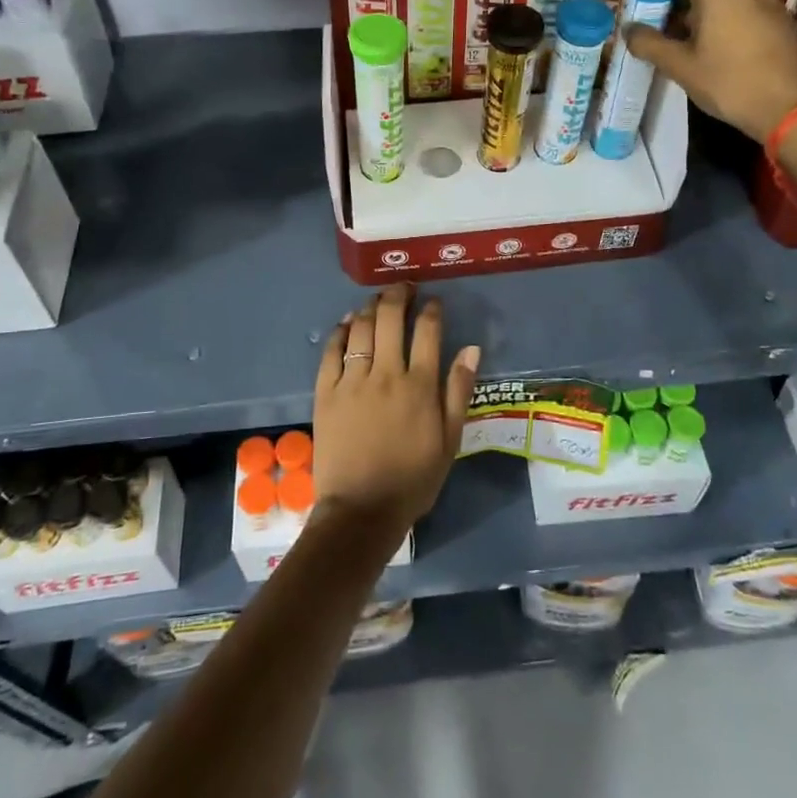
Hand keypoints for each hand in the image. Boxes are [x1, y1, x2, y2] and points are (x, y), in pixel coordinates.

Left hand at [312, 285, 480, 534]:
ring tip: (378, 299)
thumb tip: (471, 349)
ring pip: (362, 328)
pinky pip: (331, 351)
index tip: (434, 301)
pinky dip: (341, 331)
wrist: (361, 510)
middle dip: (399, 295)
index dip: (432, 310)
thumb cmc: (413, 479)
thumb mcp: (449, 440)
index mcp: (419, 386)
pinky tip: (348, 322)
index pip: (428, 331)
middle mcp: (386, 374)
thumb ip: (459, 391)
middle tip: (404, 286)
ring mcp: (352, 381)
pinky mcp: (325, 392)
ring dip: (371, 306)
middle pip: (391, 319)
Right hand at [625, 0, 796, 141]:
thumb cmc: (731, 83)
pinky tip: (710, 48)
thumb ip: (650, 44)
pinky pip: (742, 6)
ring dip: (698, 4)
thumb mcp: (681, 67)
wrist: (792, 110)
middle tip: (655, 11)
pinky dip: (720, 15)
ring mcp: (767, 1)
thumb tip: (629, 30)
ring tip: (679, 36)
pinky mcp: (779, 20)